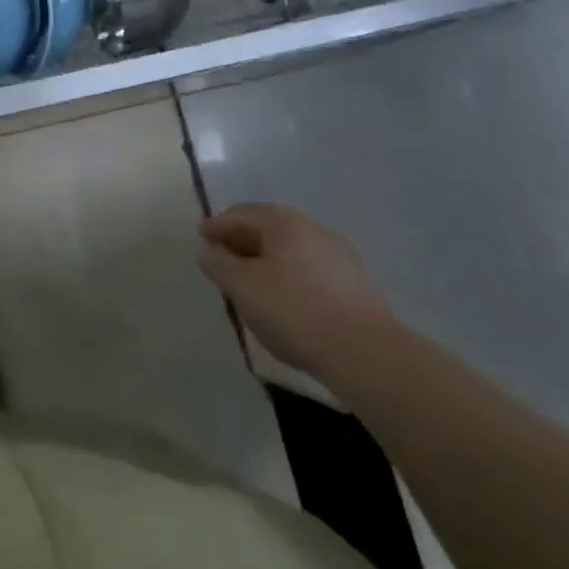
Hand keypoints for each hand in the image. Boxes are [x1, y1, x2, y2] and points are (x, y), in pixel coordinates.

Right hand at [198, 203, 391, 374]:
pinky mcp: (355, 283)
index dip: (216, 226)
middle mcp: (313, 228)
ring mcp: (339, 255)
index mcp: (284, 222)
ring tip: (251, 282)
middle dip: (241, 241)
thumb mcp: (243, 287)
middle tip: (222, 259)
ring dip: (266, 259)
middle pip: (267, 228)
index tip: (201, 238)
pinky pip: (309, 269)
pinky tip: (285, 298)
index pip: (241, 214)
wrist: (367, 354)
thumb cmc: (294, 311)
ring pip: (290, 249)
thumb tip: (207, 249)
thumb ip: (218, 264)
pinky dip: (289, 275)